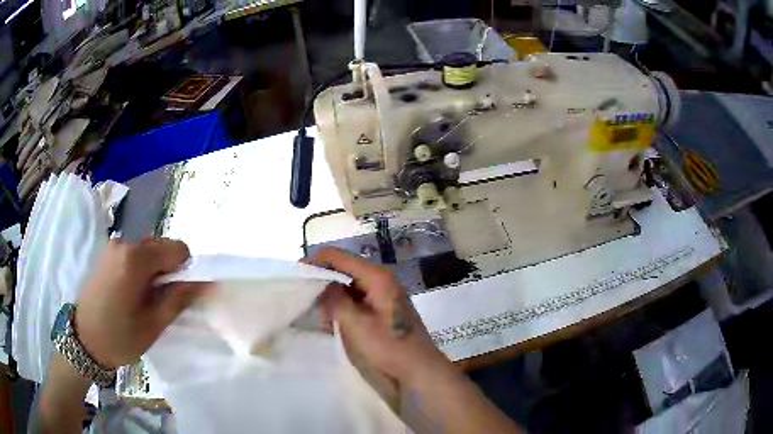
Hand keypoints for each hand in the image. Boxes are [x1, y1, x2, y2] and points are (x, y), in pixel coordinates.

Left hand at [75, 238, 207, 368]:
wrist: (84, 340)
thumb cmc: (119, 338)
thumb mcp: (153, 325)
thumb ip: (178, 299)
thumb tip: (205, 283)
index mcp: (135, 260)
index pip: (177, 249)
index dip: (184, 270)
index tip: (176, 294)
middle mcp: (124, 244)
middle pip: (161, 246)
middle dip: (168, 270)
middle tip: (159, 300)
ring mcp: (113, 246)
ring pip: (148, 250)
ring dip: (154, 270)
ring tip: (144, 298)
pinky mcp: (107, 253)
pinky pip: (134, 253)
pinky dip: (141, 268)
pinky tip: (132, 291)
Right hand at [309, 248, 451, 407]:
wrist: (418, 369)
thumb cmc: (388, 347)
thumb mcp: (356, 324)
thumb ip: (336, 300)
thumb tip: (323, 284)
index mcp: (377, 277)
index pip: (340, 257)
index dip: (316, 261)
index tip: (296, 274)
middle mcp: (381, 279)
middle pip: (345, 269)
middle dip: (323, 279)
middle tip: (303, 294)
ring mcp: (383, 294)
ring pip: (350, 284)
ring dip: (331, 294)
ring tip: (313, 308)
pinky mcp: (382, 308)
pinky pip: (357, 298)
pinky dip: (342, 305)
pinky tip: (329, 318)